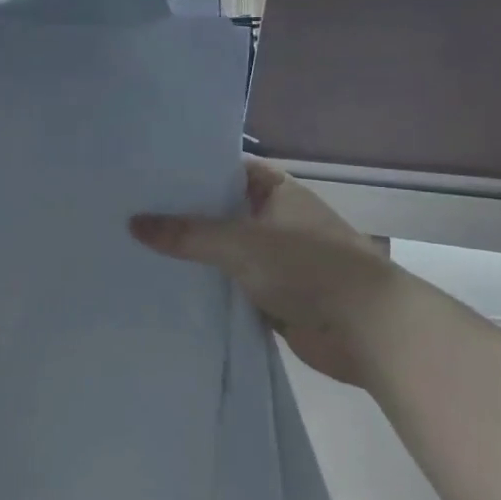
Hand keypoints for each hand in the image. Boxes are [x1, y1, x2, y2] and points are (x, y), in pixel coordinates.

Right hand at [130, 158, 402, 385]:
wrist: (368, 330)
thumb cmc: (308, 267)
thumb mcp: (239, 243)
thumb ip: (186, 234)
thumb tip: (132, 223)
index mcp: (278, 193)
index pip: (229, 170)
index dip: (195, 170)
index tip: (152, 173)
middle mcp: (277, 221)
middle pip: (223, 212)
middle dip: (185, 215)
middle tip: (132, 209)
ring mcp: (277, 260)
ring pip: (225, 252)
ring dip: (194, 254)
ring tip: (139, 245)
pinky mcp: (275, 297)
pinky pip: (231, 286)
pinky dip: (208, 287)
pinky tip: (168, 285)